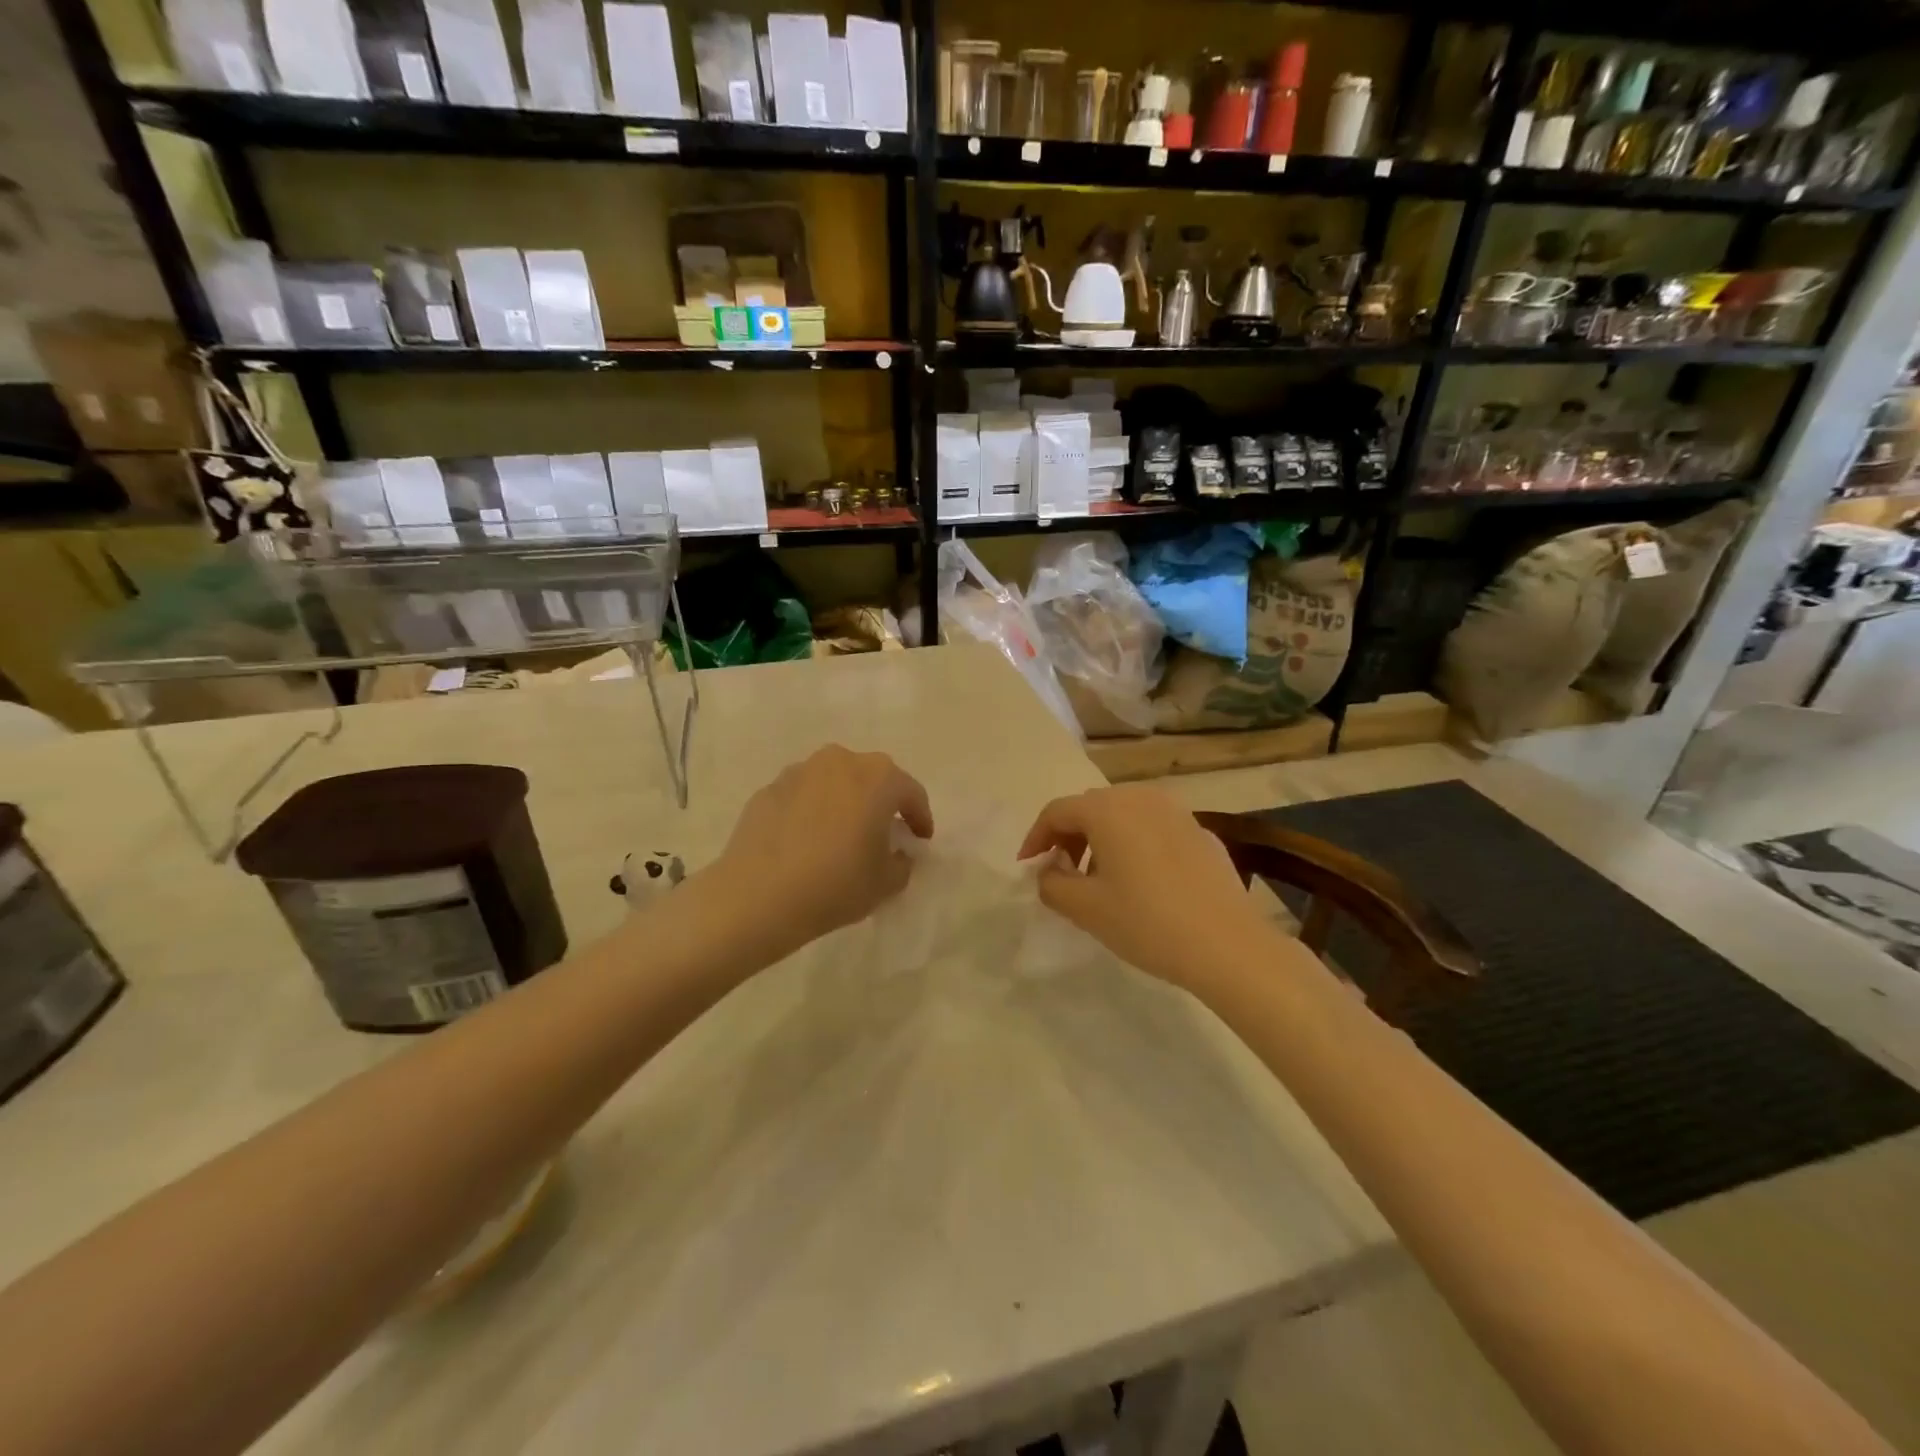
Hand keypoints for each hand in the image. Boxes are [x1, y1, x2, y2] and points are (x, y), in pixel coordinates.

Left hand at [711, 745, 933, 957]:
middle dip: (881, 802)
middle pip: (872, 778)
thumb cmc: (835, 884)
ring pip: (834, 782)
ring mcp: (800, 772)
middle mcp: (840, 762)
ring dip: (844, 802)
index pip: (911, 793)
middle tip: (883, 832)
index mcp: (878, 778)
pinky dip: (811, 812)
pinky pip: (802, 797)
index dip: (920, 818)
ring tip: (841, 835)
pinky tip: (806, 841)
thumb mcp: (886, 883)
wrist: (757, 895)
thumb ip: (902, 863)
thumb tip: (897, 853)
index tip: (921, 839)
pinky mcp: (768, 789)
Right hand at [1018, 785, 1292, 995]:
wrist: (1229, 945)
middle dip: (1069, 837)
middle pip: (1091, 808)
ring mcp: (1176, 812)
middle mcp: (1141, 797)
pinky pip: (1154, 829)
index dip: (1036, 838)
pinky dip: (1135, 845)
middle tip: (1061, 872)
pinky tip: (1143, 883)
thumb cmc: (1147, 922)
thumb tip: (1051, 870)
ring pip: (1125, 816)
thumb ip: (1052, 884)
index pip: (1057, 812)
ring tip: (1101, 880)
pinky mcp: (1202, 832)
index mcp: (1107, 809)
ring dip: (1103, 840)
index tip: (1028, 867)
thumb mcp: (1085, 908)